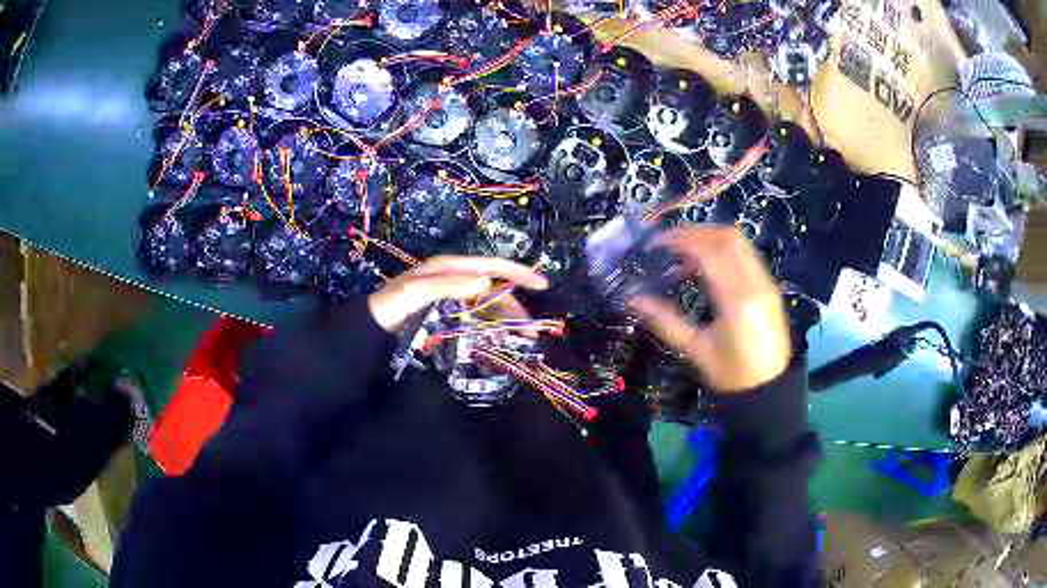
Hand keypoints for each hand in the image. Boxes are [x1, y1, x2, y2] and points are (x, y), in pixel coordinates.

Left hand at [368, 256, 548, 332]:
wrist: (371, 327)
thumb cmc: (392, 305)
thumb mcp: (417, 291)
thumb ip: (450, 285)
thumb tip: (486, 282)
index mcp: (450, 268)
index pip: (491, 266)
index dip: (518, 273)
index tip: (542, 284)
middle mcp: (455, 280)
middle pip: (494, 290)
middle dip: (514, 308)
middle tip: (530, 331)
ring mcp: (452, 299)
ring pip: (487, 307)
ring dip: (505, 321)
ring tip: (520, 339)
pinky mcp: (447, 316)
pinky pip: (475, 320)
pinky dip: (489, 329)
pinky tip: (498, 341)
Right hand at [629, 227, 790, 392]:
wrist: (768, 388)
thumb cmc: (730, 374)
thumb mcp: (695, 350)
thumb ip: (664, 321)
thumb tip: (633, 299)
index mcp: (736, 301)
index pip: (710, 253)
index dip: (682, 240)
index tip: (659, 242)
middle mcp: (755, 284)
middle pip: (729, 237)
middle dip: (697, 232)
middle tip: (671, 241)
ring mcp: (766, 283)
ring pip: (740, 243)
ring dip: (712, 238)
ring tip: (686, 252)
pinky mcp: (769, 287)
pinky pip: (747, 255)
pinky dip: (725, 251)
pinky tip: (707, 267)